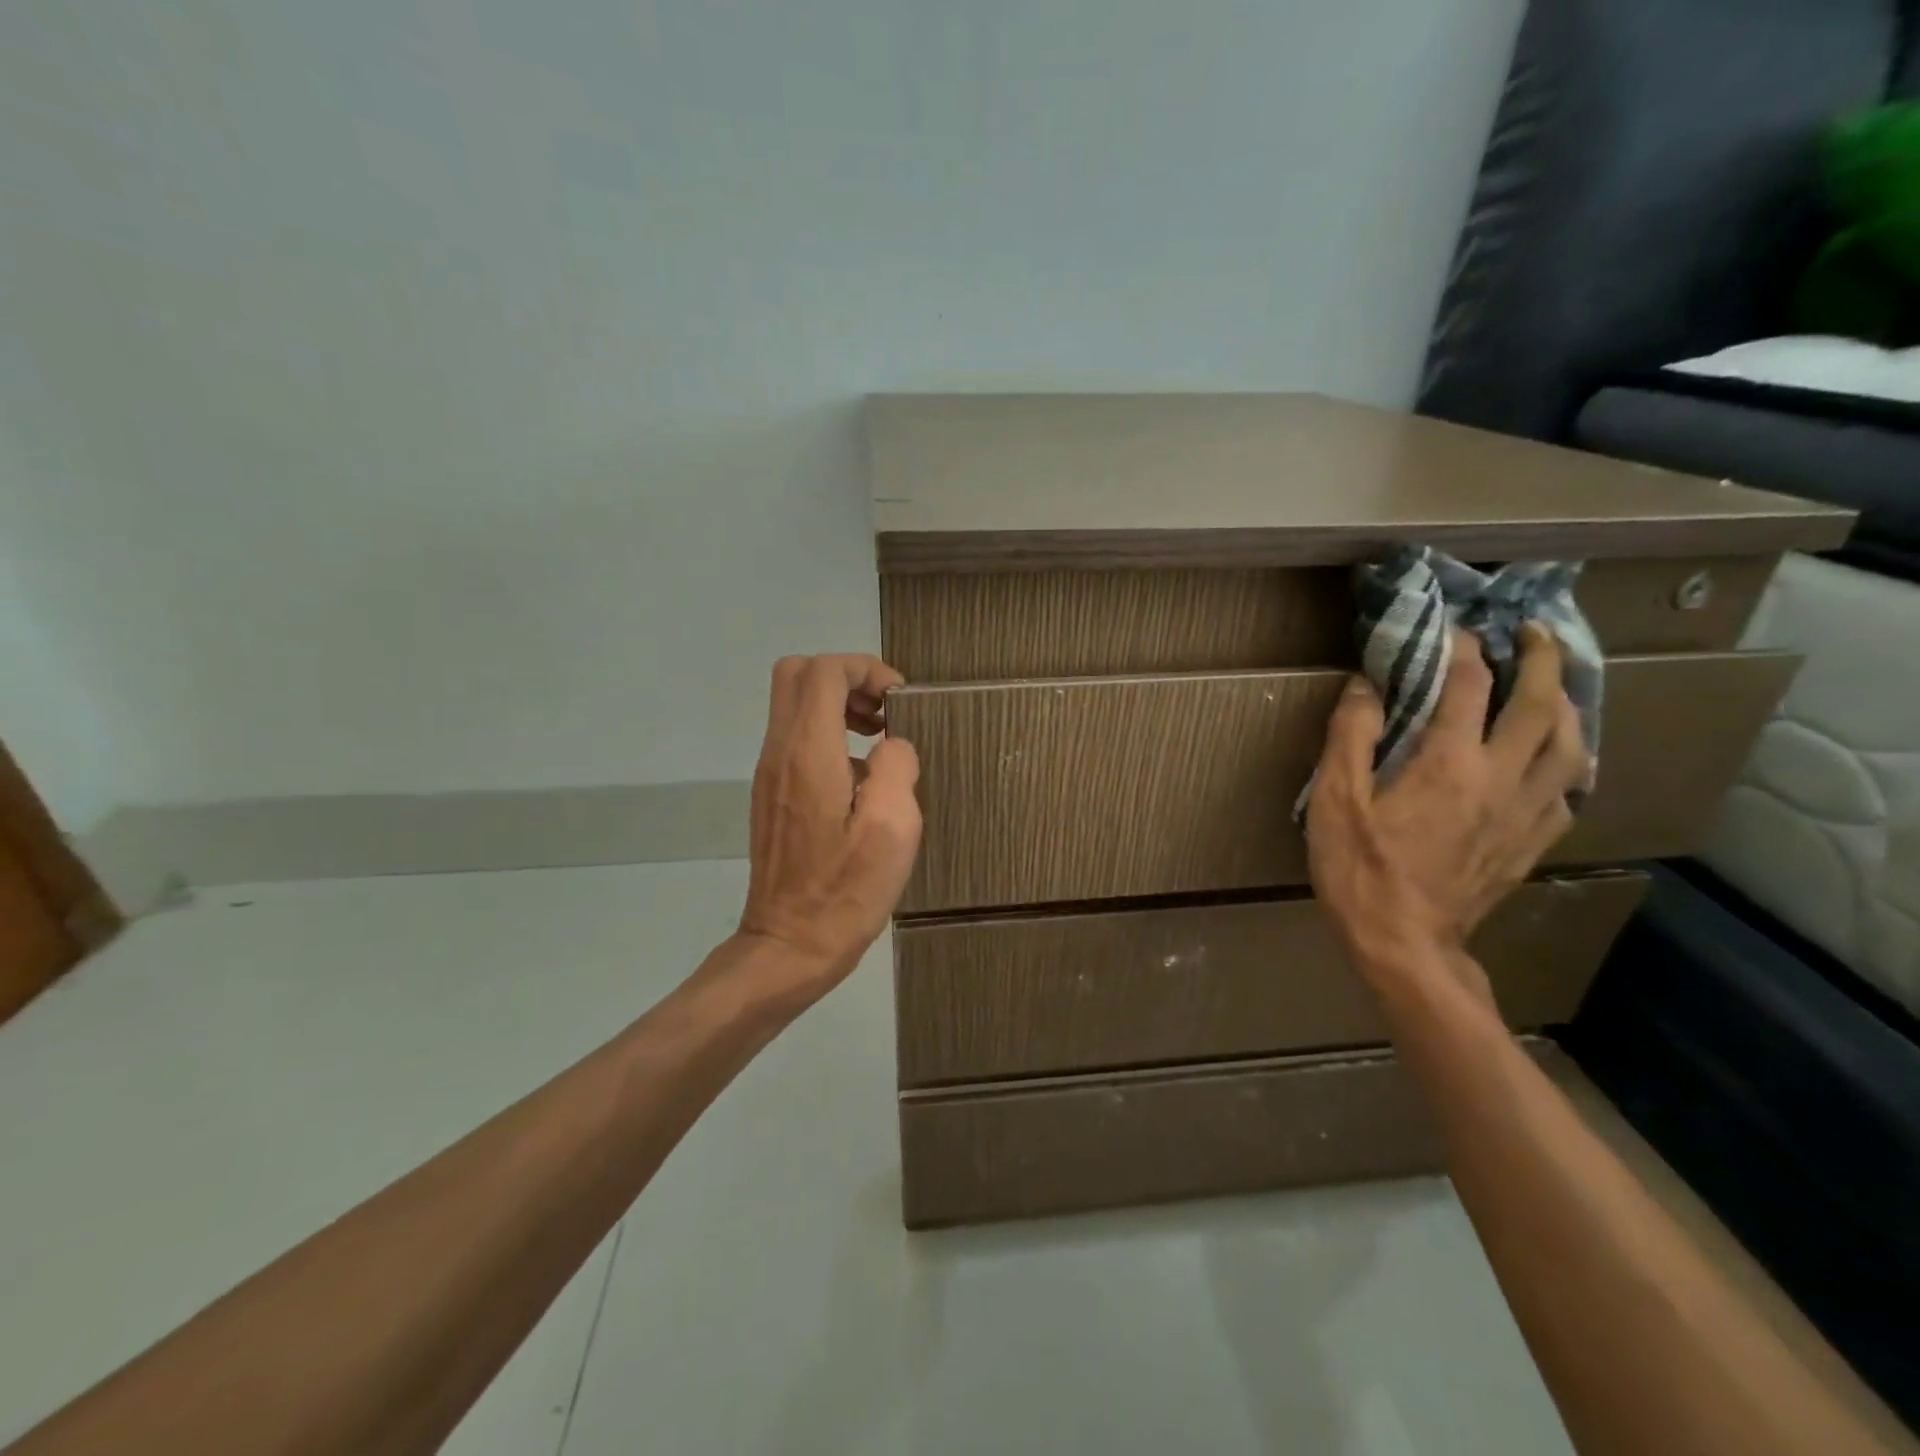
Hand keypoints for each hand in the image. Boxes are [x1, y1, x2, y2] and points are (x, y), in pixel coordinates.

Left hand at [736, 654, 922, 1001]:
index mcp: (808, 752)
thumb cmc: (845, 891)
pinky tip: (861, 780)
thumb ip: (896, 767)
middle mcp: (779, 752)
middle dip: (846, 678)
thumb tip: (892, 745)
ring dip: (837, 706)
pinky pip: (795, 739)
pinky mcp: (771, 796)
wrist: (789, 946)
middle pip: (797, 675)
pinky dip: (828, 735)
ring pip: (793, 705)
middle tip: (884, 711)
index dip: (865, 669)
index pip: (823, 670)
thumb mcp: (892, 828)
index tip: (899, 701)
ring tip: (880, 739)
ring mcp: (769, 774)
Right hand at [1307, 623, 1591, 991]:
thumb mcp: (1335, 800)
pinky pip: (1569, 789)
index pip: (1468, 686)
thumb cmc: (1359, 869)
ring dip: (1567, 704)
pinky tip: (1556, 758)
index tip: (1453, 629)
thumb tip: (1366, 684)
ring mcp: (1527, 812)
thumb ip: (1350, 736)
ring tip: (1554, 686)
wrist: (1404, 943)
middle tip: (1534, 631)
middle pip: (1541, 706)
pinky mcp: (1533, 842)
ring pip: (1571, 745)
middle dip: (1541, 659)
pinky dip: (1568, 758)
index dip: (1462, 649)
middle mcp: (1501, 778)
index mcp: (1449, 763)